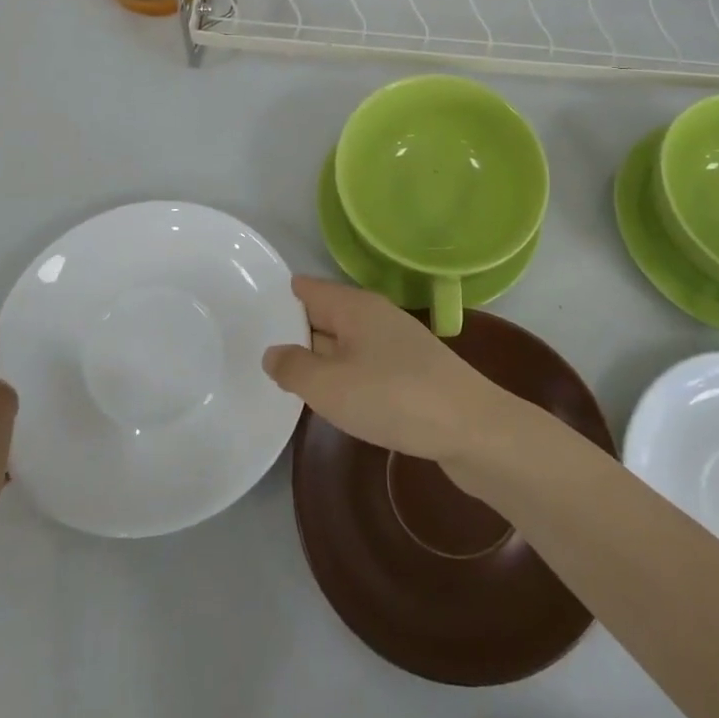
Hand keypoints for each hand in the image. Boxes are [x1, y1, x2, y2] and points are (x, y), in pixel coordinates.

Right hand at [262, 276, 507, 460]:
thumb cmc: (394, 397)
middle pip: (325, 314)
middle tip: (253, 348)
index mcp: (354, 306)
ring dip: (320, 357)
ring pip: (345, 343)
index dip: (278, 298)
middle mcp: (375, 316)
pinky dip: (344, 376)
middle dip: (295, 329)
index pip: (307, 289)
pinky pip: (364, 364)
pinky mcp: (410, 372)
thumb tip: (272, 352)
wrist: (472, 429)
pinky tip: (333, 398)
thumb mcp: (330, 386)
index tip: (246, 312)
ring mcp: (396, 344)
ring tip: (284, 376)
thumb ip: (294, 368)